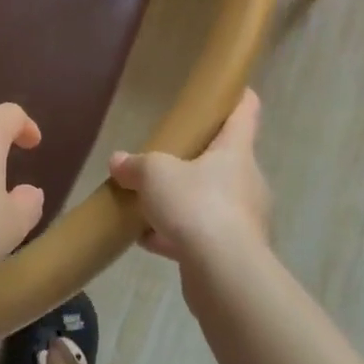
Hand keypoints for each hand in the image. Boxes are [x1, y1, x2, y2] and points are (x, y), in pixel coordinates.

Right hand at [109, 89, 271, 267]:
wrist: (224, 274)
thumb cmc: (197, 205)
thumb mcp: (155, 174)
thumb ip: (135, 165)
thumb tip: (118, 160)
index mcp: (235, 152)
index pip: (245, 113)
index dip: (238, 97)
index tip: (232, 88)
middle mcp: (246, 182)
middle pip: (223, 160)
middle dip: (196, 159)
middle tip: (168, 156)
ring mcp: (242, 220)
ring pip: (209, 201)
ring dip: (182, 202)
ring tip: (146, 204)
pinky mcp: (232, 253)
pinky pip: (200, 235)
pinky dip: (175, 235)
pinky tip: (146, 240)